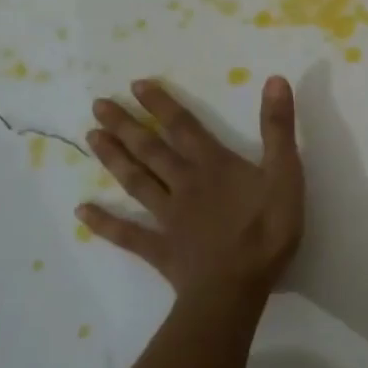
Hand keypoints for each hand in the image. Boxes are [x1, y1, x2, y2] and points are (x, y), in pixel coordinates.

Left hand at [77, 76, 304, 303]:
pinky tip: (82, 212)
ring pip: (136, 182)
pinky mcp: (161, 249)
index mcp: (213, 165)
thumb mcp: (285, 174)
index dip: (162, 105)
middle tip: (98, 105)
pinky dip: (104, 223)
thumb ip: (278, 129)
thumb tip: (274, 80)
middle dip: (126, 125)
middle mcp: (184, 184)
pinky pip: (128, 234)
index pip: (183, 127)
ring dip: (114, 159)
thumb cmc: (266, 230)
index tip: (136, 85)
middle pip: (151, 150)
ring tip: (90, 138)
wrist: (236, 287)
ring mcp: (168, 217)